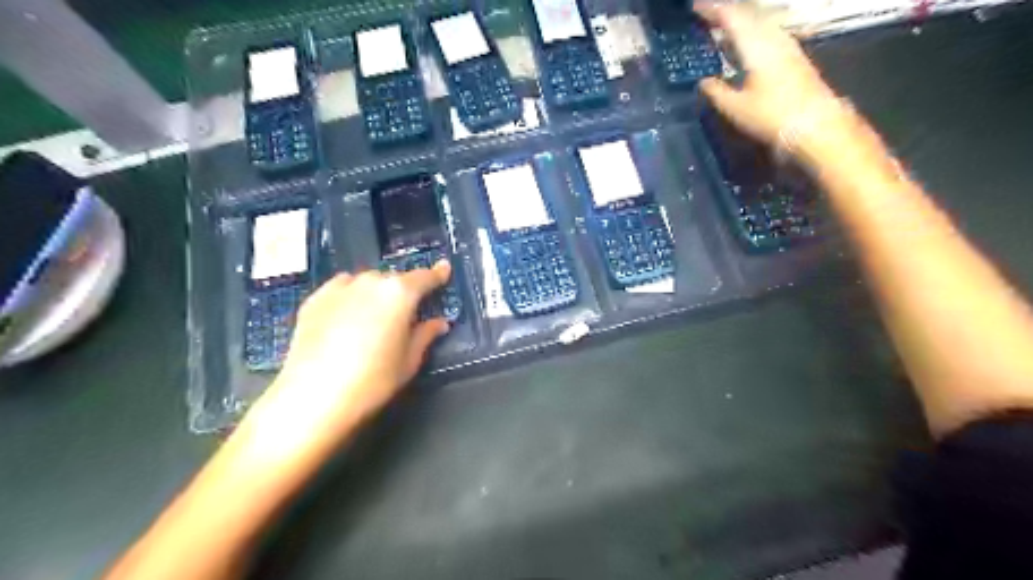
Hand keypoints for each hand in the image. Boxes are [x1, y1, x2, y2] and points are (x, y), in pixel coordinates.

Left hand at [245, 262, 453, 453]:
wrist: (313, 396)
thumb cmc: (373, 380)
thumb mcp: (409, 361)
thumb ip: (426, 335)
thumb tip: (439, 323)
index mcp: (400, 294)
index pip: (425, 278)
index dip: (437, 274)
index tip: (444, 269)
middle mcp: (371, 282)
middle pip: (394, 279)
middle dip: (403, 291)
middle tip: (406, 312)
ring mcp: (340, 288)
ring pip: (366, 282)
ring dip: (376, 293)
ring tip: (375, 316)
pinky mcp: (315, 300)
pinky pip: (341, 289)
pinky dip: (350, 296)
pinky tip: (348, 315)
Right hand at [694, 3, 837, 147]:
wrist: (815, 125)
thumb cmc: (771, 116)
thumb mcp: (735, 108)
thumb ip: (716, 91)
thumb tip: (703, 81)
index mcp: (755, 45)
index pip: (731, 17)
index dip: (712, 10)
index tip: (694, 8)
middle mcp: (772, 37)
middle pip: (747, 14)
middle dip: (725, 13)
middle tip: (704, 16)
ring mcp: (786, 45)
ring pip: (759, 22)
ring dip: (739, 22)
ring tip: (721, 28)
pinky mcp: (794, 56)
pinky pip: (767, 33)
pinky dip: (750, 32)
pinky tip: (744, 45)